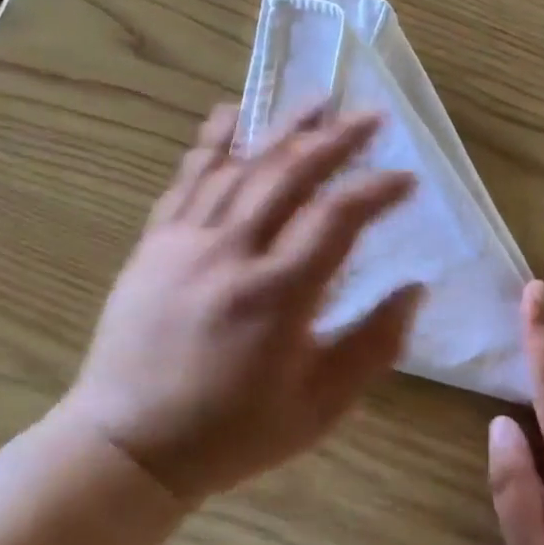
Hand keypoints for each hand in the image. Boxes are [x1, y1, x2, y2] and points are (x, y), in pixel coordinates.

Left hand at [63, 103, 422, 505]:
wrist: (129, 445)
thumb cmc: (232, 434)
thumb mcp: (319, 408)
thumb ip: (373, 346)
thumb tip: (414, 289)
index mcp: (278, 295)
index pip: (338, 219)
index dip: (378, 191)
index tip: (408, 179)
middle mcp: (232, 253)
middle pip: (290, 175)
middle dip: (337, 140)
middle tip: (372, 115)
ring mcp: (186, 242)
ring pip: (240, 166)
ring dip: (283, 128)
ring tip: (318, 100)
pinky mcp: (155, 244)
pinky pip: (187, 181)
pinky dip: (211, 143)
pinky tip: (230, 113)